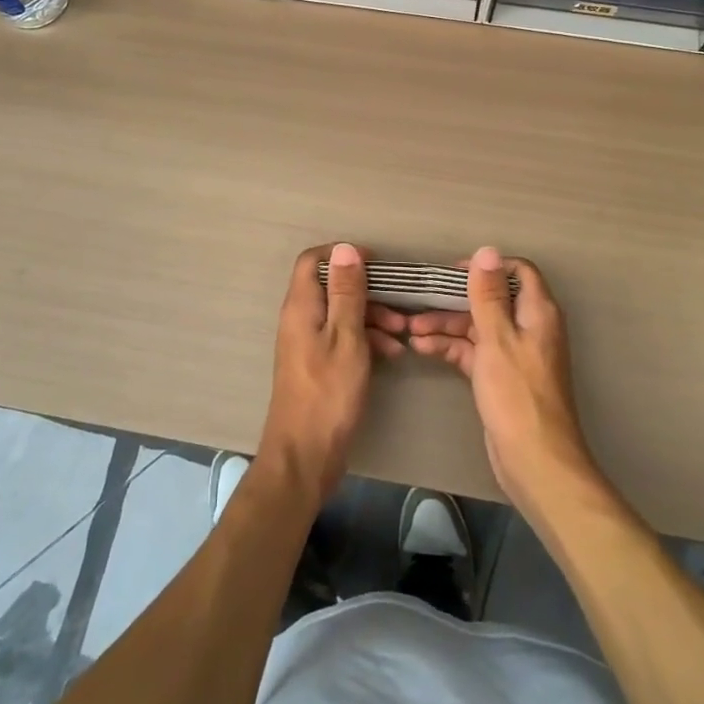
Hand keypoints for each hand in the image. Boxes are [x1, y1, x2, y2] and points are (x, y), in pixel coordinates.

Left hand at [258, 243, 409, 506]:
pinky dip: (366, 340)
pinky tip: (392, 353)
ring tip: (403, 334)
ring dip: (372, 317)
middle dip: (368, 291)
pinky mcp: (317, 364)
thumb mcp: (346, 337)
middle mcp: (300, 318)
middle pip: (332, 286)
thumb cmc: (328, 393)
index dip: (343, 255)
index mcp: (302, 306)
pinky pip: (342, 338)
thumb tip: (345, 248)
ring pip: (341, 314)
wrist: (305, 455)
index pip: (314, 260)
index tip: (376, 264)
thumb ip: (347, 292)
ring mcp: (307, 342)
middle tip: (399, 306)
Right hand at [408, 247, 597, 518]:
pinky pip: (473, 351)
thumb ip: (488, 294)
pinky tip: (421, 347)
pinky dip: (450, 347)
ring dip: (446, 324)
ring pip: (477, 326)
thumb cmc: (517, 394)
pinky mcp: (500, 377)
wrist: (534, 461)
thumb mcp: (497, 338)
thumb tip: (486, 251)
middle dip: (455, 299)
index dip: (486, 267)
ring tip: (409, 328)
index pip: (517, 272)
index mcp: (537, 312)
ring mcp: (513, 353)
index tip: (452, 273)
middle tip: (419, 300)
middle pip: (491, 299)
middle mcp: (528, 327)